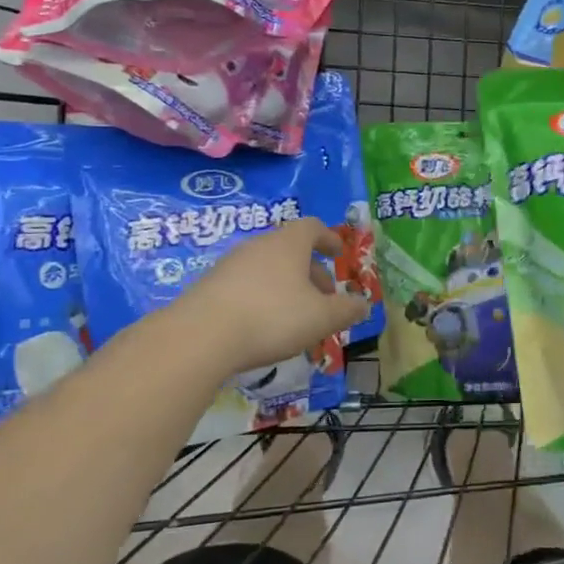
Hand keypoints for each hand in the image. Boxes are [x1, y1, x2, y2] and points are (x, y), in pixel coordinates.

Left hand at [173, 220, 371, 378]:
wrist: (200, 336)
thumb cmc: (272, 317)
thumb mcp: (321, 318)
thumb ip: (346, 310)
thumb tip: (363, 305)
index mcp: (288, 243)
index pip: (312, 227)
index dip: (328, 238)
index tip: (338, 254)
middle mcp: (259, 245)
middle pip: (290, 250)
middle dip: (311, 272)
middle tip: (324, 298)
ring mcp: (230, 264)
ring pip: (268, 269)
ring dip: (287, 287)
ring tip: (296, 317)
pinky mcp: (209, 286)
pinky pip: (246, 285)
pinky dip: (262, 298)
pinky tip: (263, 326)